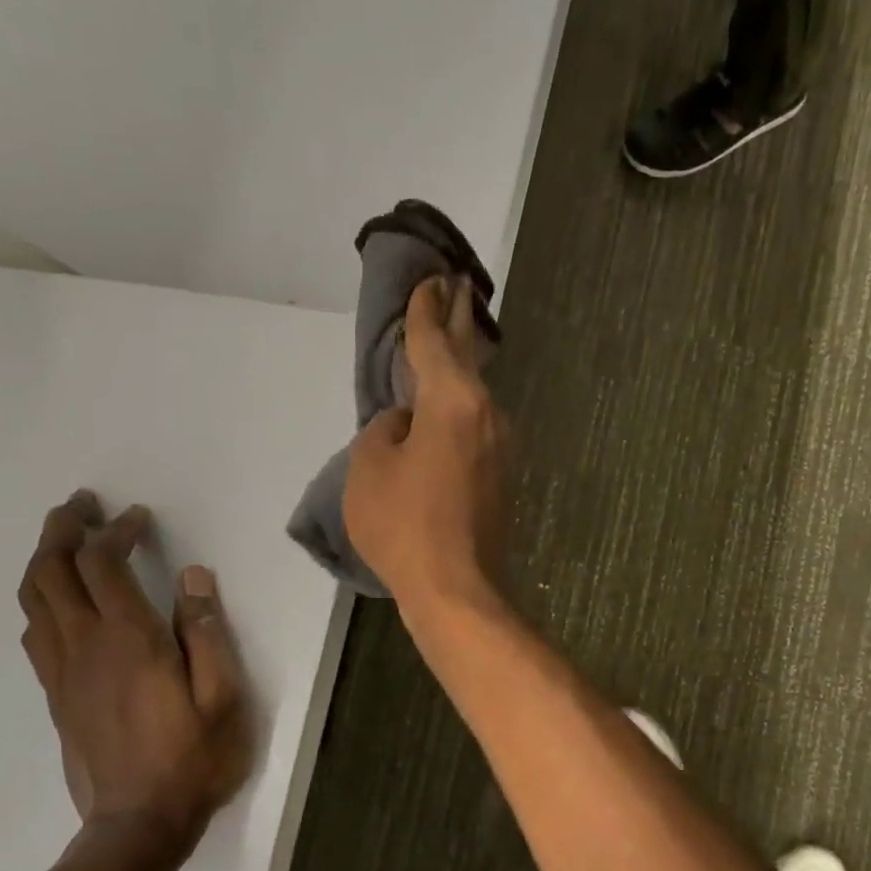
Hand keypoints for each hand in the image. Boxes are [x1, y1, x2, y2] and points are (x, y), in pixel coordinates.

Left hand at [18, 492, 249, 852]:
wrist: (138, 825)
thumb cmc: (193, 758)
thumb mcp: (223, 696)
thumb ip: (207, 632)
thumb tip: (194, 577)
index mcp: (129, 640)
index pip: (104, 564)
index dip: (116, 530)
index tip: (137, 517)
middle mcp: (85, 646)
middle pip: (51, 571)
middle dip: (62, 529)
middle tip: (81, 505)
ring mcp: (63, 672)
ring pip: (33, 599)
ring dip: (43, 559)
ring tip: (64, 538)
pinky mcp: (55, 696)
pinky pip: (35, 633)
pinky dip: (41, 599)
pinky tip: (59, 599)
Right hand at [344, 277, 508, 615]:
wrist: (458, 590)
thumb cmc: (405, 525)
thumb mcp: (369, 468)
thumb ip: (384, 431)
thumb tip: (405, 425)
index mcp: (453, 401)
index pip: (434, 341)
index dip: (425, 310)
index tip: (429, 281)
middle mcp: (486, 413)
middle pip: (468, 354)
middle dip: (458, 318)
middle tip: (454, 284)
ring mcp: (500, 446)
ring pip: (474, 392)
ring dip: (461, 364)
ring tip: (449, 339)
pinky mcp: (501, 475)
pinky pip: (474, 424)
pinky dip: (459, 404)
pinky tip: (447, 406)